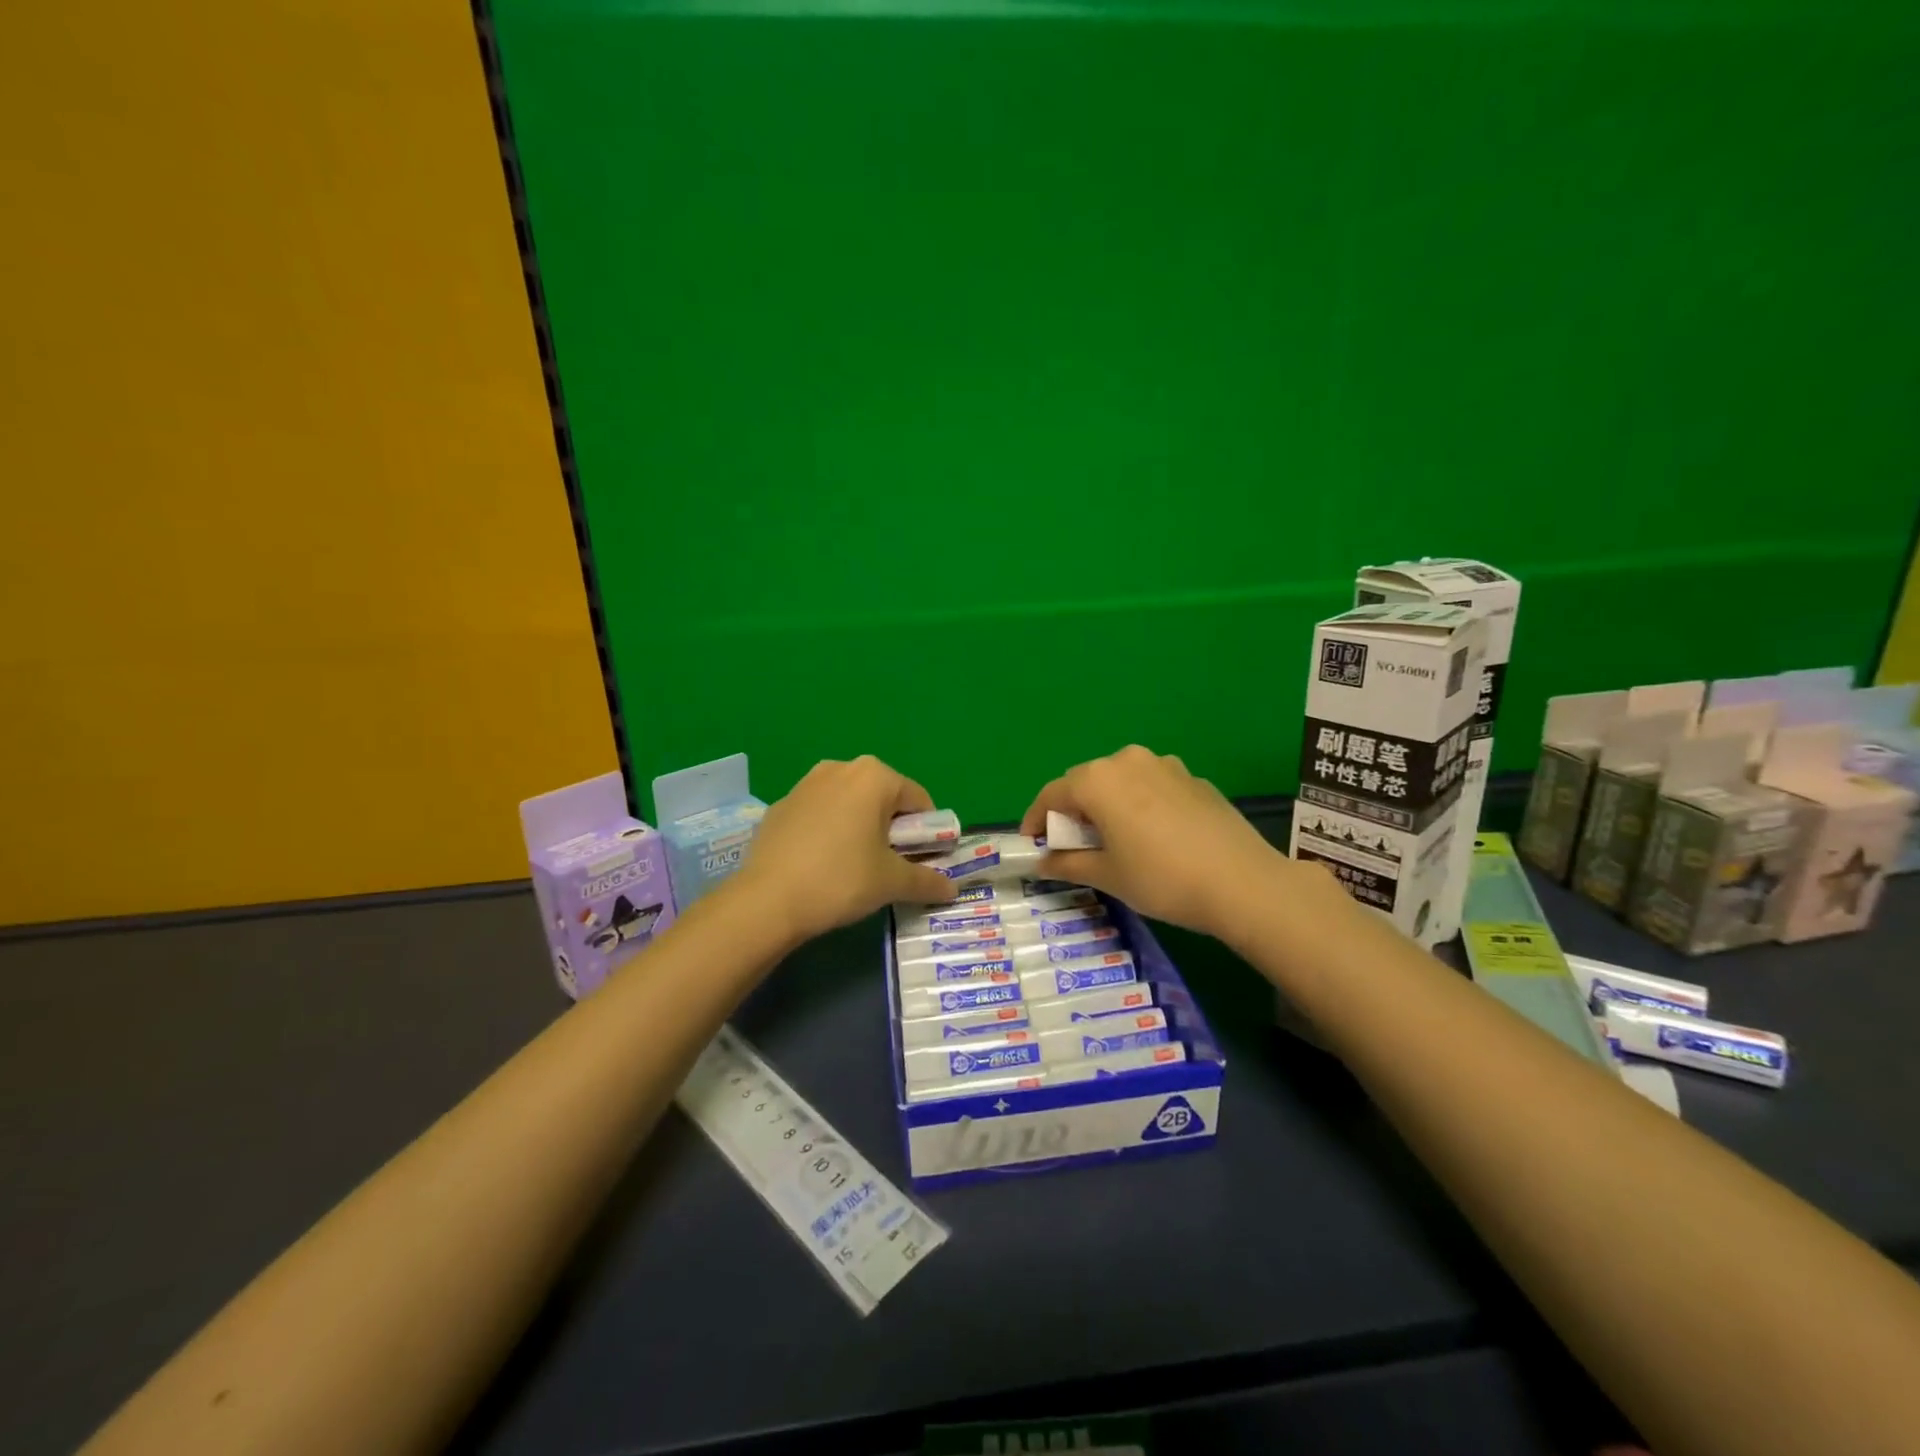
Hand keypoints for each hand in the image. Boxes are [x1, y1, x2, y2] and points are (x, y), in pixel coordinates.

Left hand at [734, 756, 956, 946]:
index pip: (918, 801)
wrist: (767, 899)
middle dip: (892, 828)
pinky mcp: (780, 805)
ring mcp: (805, 783)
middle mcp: (840, 768)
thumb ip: (926, 881)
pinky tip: (821, 864)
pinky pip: (820, 814)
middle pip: (883, 798)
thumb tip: (951, 890)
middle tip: (889, 866)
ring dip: (861, 828)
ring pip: (850, 804)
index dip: (927, 833)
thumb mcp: (891, 882)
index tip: (922, 861)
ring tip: (855, 867)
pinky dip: (830, 832)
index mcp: (874, 776)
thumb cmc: (841, 880)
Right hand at [1020, 745, 1320, 942]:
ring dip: (1106, 804)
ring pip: (1120, 781)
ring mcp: (1165, 765)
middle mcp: (1127, 761)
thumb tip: (1042, 862)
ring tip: (1112, 838)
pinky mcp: (1193, 778)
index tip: (1032, 844)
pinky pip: (1151, 785)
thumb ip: (1067, 863)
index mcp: (1098, 780)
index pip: (1052, 794)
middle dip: (1071, 810)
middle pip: (1085, 782)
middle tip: (1071, 844)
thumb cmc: (1161, 879)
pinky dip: (1138, 804)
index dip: (1036, 819)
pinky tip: (1152, 835)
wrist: (1242, 882)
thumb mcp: (1107, 875)